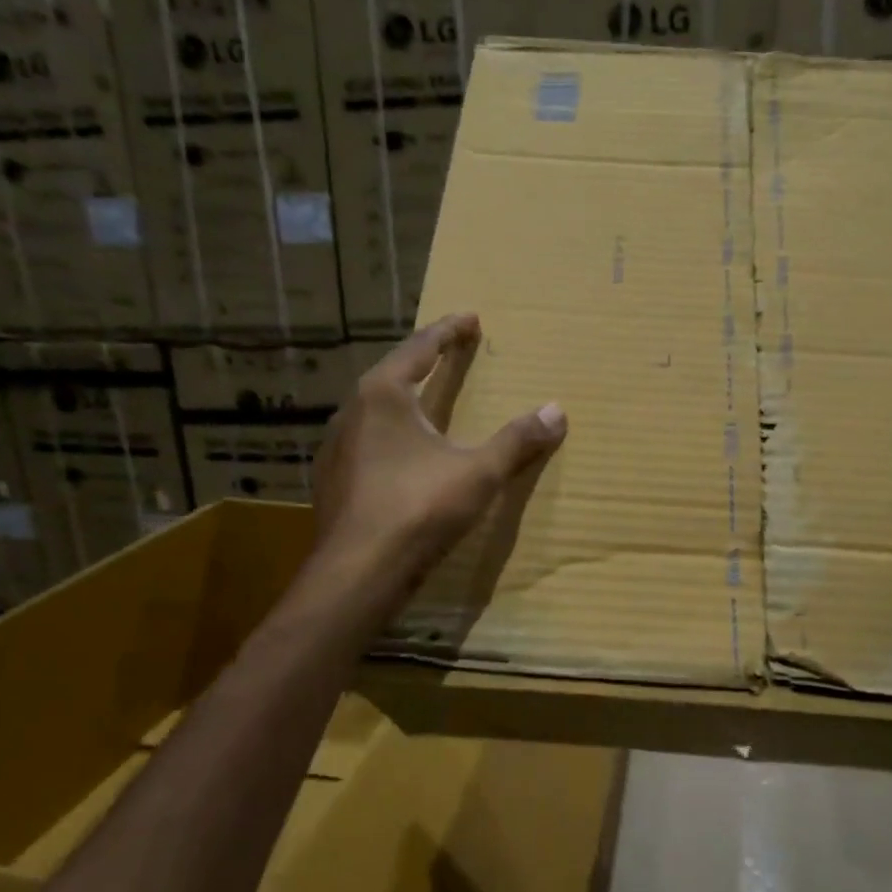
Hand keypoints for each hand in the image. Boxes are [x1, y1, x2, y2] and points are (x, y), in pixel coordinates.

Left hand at [313, 312, 566, 600]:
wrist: (358, 573)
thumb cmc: (419, 509)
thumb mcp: (478, 473)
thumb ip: (517, 441)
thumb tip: (557, 412)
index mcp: (383, 394)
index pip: (420, 348)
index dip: (449, 332)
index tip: (470, 318)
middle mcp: (352, 411)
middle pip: (393, 373)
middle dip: (424, 360)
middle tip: (450, 351)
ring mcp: (336, 447)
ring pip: (375, 410)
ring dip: (403, 399)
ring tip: (426, 399)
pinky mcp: (333, 480)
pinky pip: (367, 442)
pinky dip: (391, 435)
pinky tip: (403, 454)